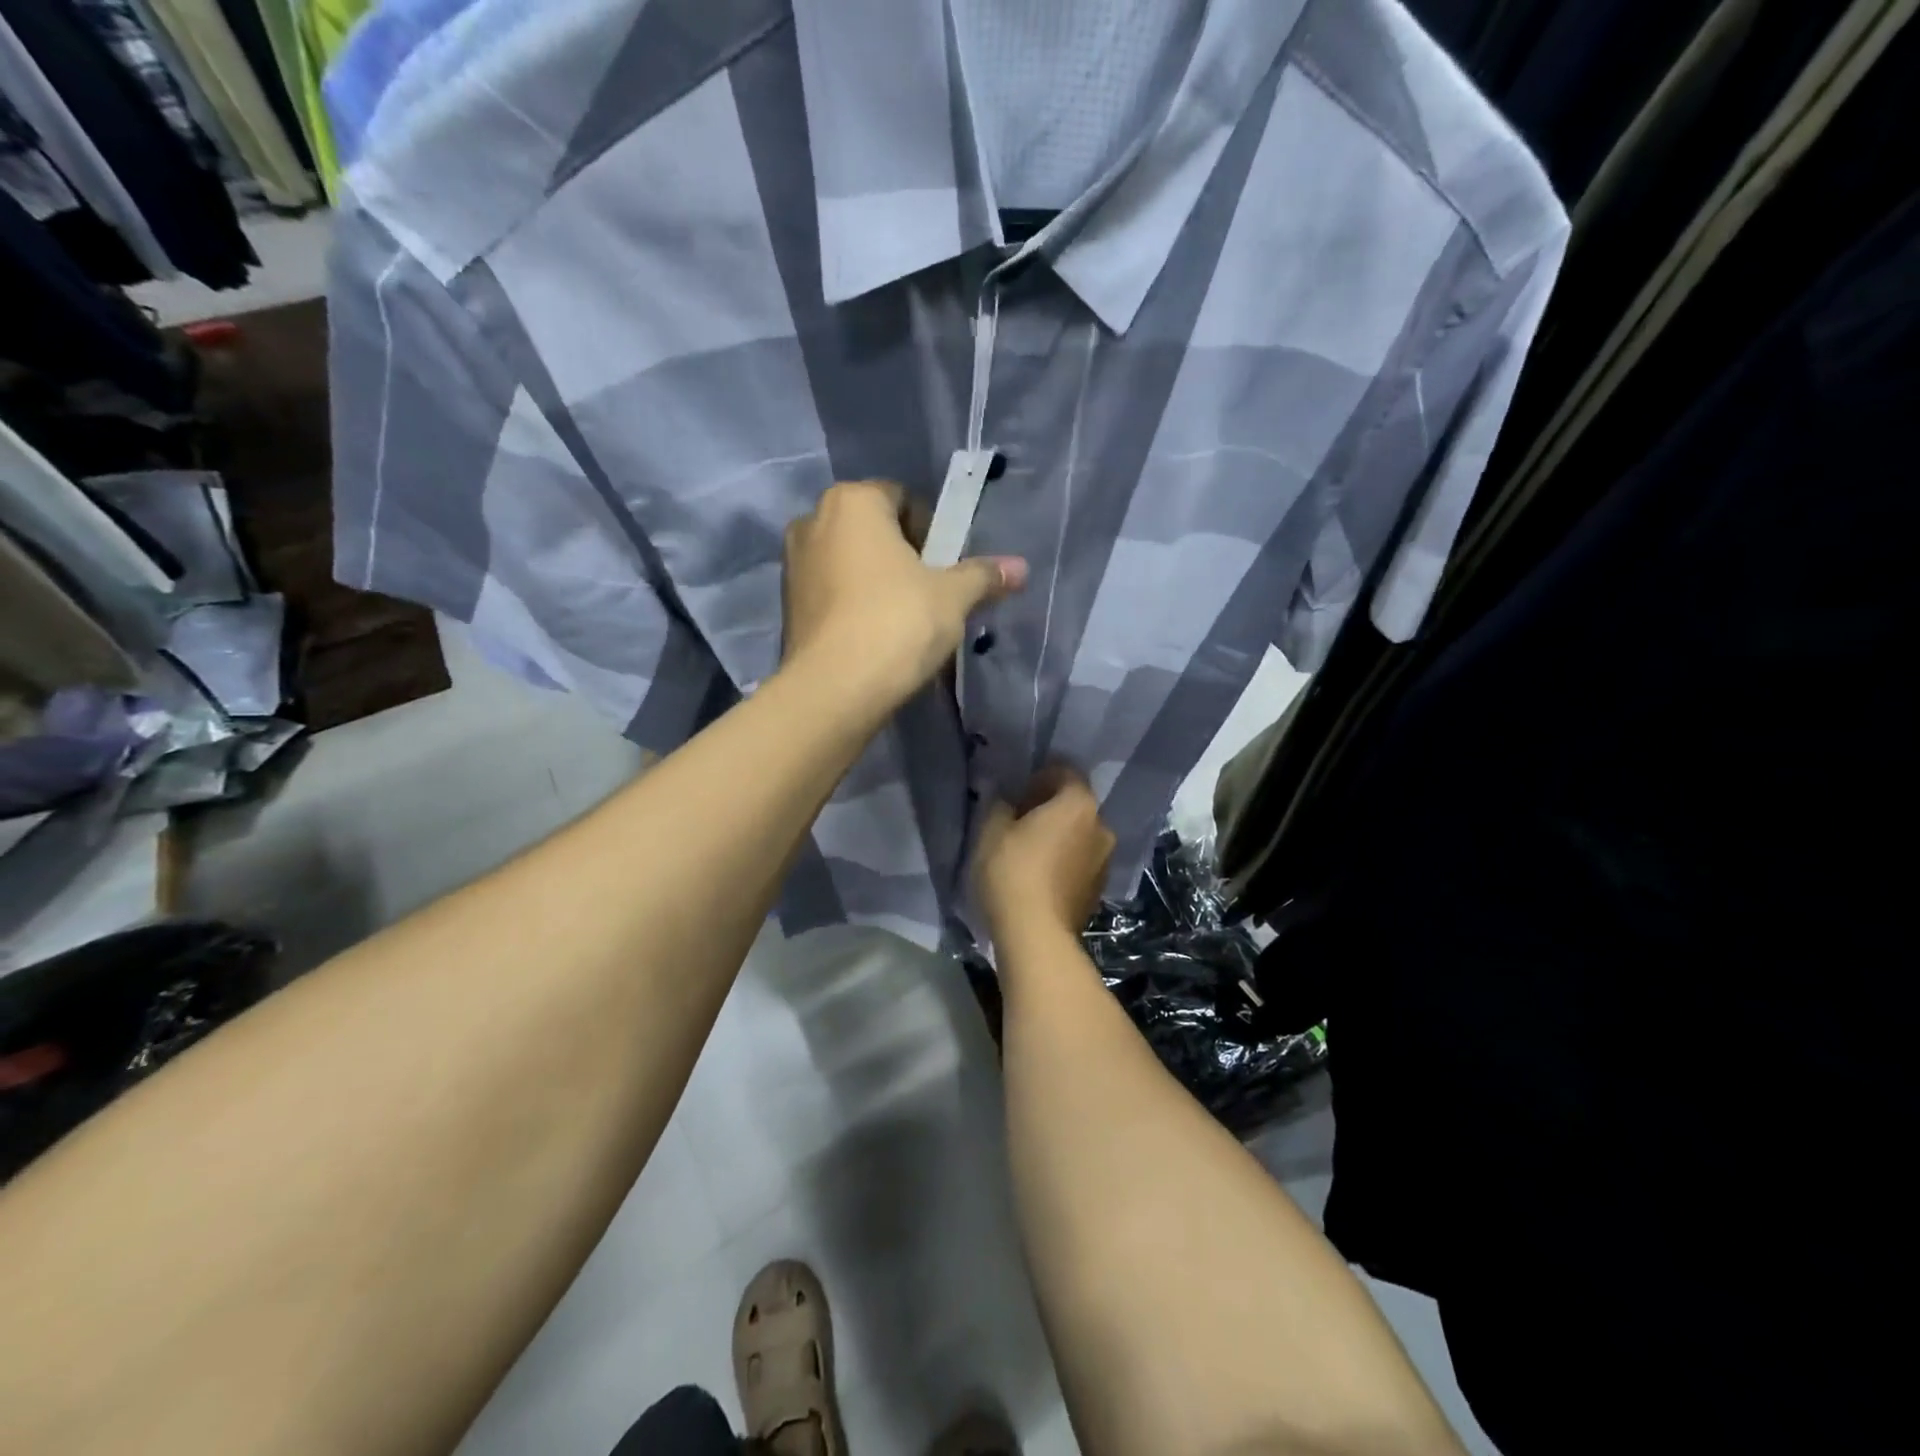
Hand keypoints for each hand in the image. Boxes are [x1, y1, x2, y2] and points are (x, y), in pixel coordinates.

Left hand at [782, 480, 1026, 713]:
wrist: (834, 690)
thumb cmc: (897, 623)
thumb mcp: (952, 597)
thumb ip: (983, 576)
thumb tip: (1021, 568)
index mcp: (852, 502)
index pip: (902, 498)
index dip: (931, 530)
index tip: (945, 567)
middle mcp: (812, 522)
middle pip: (872, 531)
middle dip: (902, 556)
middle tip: (929, 594)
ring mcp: (792, 565)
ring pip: (849, 563)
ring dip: (876, 582)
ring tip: (903, 621)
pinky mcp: (786, 607)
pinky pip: (831, 594)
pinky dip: (852, 606)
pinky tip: (874, 638)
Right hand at [972, 767, 1115, 946]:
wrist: (1037, 936)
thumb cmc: (1012, 871)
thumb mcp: (992, 830)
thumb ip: (1000, 804)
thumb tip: (1008, 800)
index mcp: (1079, 804)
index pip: (1065, 773)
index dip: (1040, 777)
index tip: (1018, 791)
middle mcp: (1102, 827)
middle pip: (1075, 806)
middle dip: (1051, 808)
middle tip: (1020, 820)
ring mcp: (1105, 861)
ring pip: (1079, 836)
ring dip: (1059, 837)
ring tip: (1028, 852)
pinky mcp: (1099, 890)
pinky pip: (1079, 863)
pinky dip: (1064, 862)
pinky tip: (1039, 876)